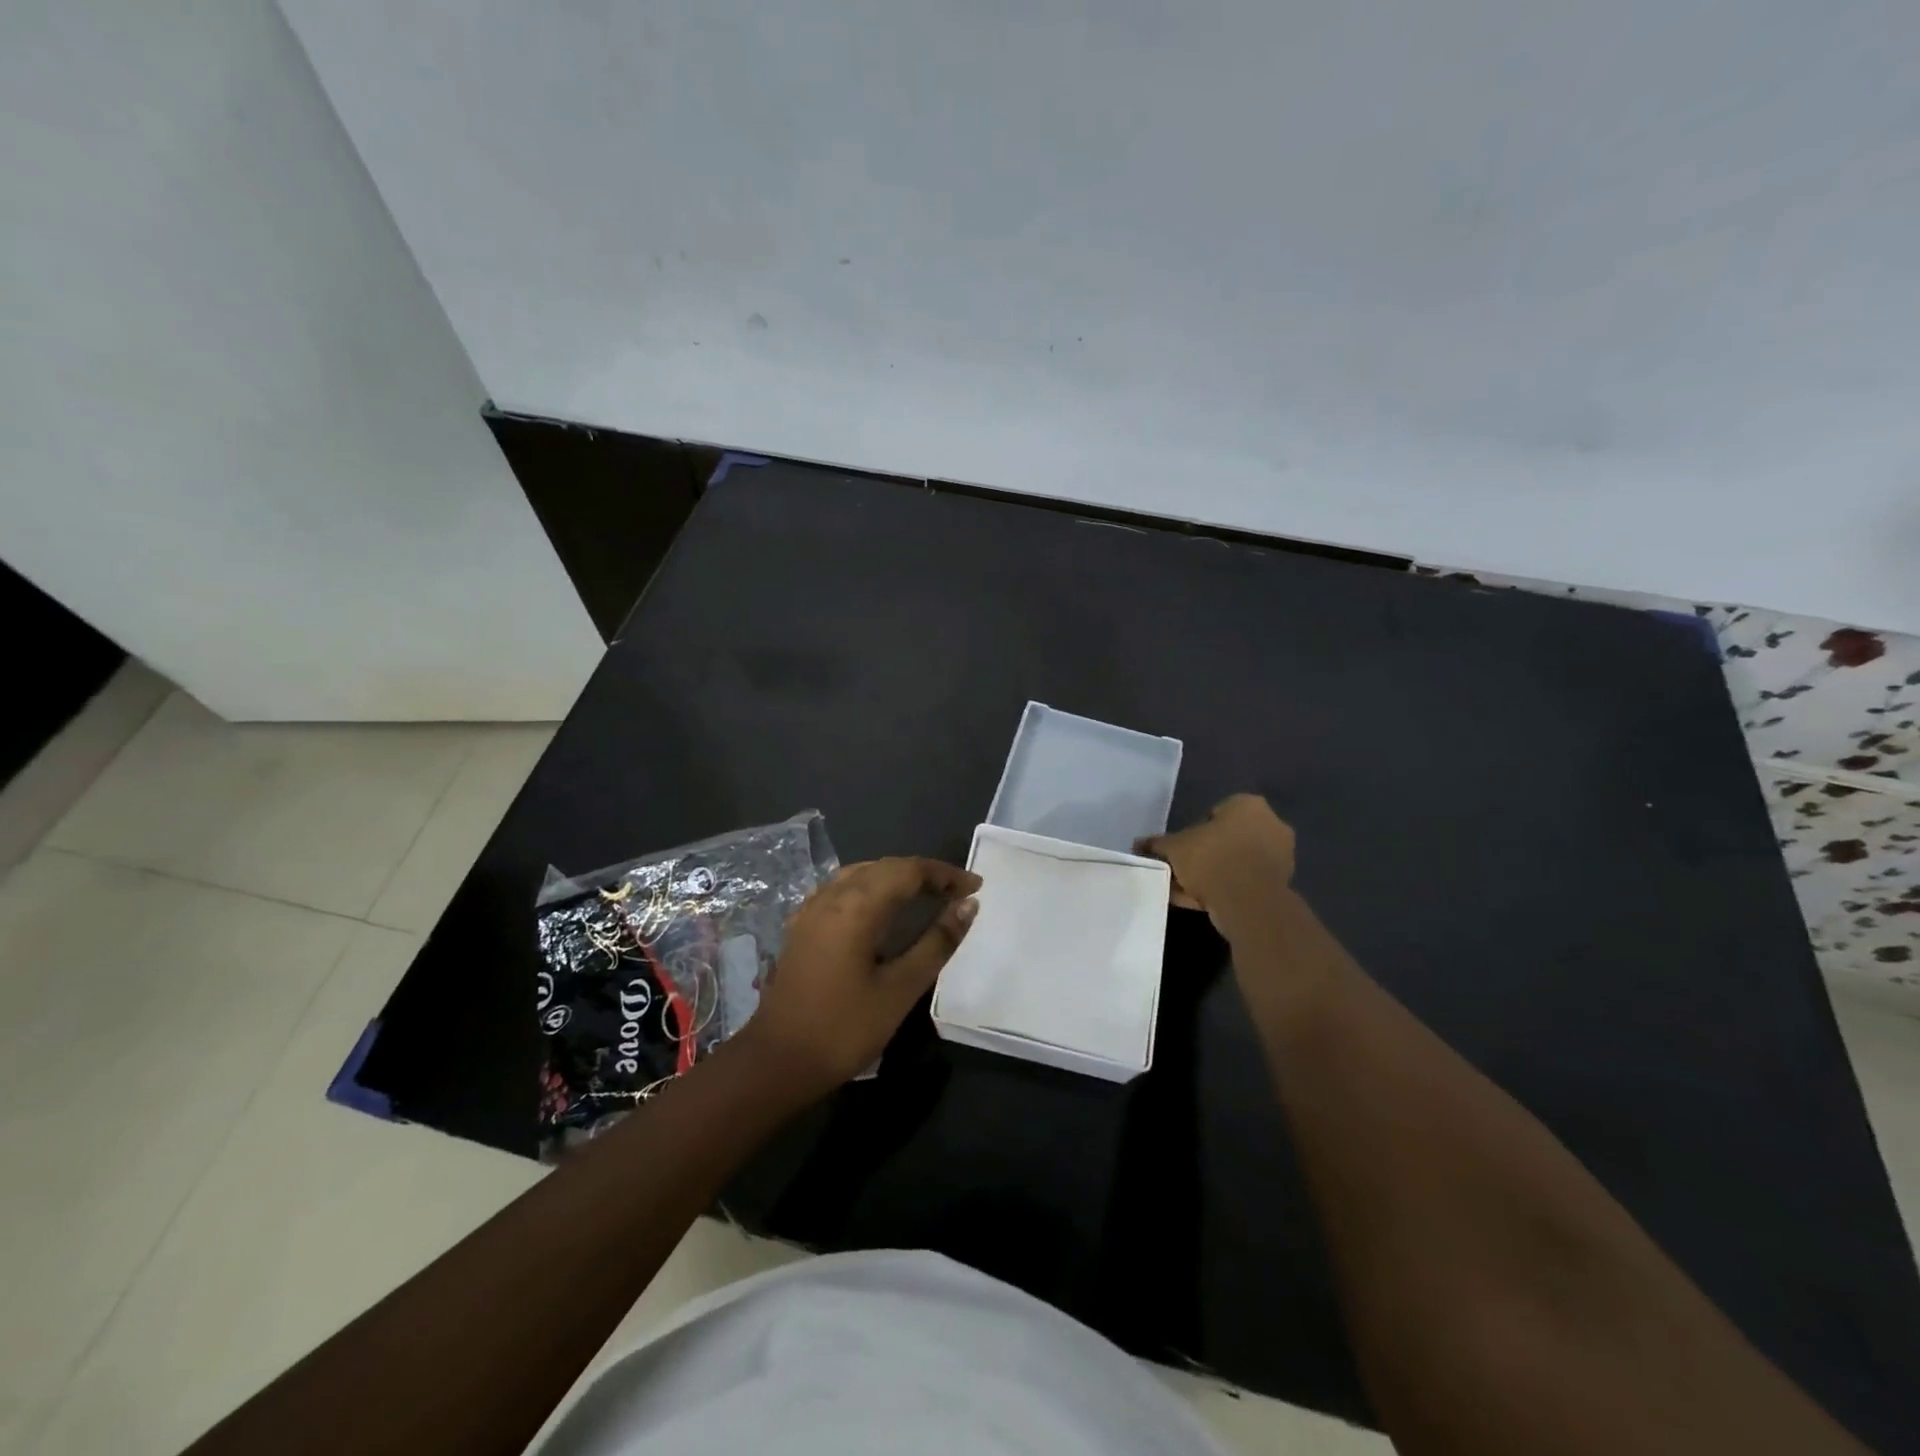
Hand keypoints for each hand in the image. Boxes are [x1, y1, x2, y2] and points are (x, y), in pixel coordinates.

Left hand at [744, 857, 979, 1091]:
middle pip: (885, 867)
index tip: (976, 887)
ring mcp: (812, 909)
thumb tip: (968, 906)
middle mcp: (832, 895)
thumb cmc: (845, 1027)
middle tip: (958, 892)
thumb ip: (937, 942)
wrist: (777, 1061)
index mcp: (857, 905)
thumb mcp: (901, 988)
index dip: (945, 874)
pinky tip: (881, 909)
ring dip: (897, 878)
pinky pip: (843, 889)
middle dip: (924, 874)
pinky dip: (872, 888)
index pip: (909, 870)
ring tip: (927, 896)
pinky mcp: (803, 927)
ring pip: (862, 874)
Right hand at [1138, 794, 1295, 941]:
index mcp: (1249, 805)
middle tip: (1184, 868)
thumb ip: (1157, 844)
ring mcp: (1280, 857)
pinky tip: (1201, 901)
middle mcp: (1271, 825)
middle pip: (1228, 838)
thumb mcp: (1174, 847)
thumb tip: (1137, 844)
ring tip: (1188, 889)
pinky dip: (1225, 889)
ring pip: (1236, 862)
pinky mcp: (1280, 885)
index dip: (1196, 829)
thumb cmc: (1212, 858)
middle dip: (1206, 852)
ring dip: (1214, 873)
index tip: (1183, 847)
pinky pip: (1244, 882)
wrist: (1247, 902)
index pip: (1217, 811)